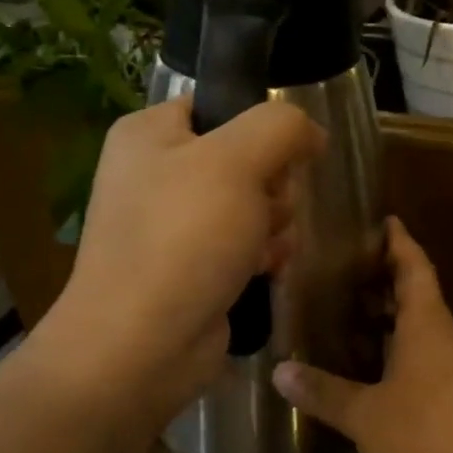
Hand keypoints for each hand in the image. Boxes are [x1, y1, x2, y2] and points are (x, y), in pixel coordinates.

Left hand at [28, 98, 324, 427]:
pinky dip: (262, 255)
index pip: (222, 106)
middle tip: (266, 211)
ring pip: (254, 204)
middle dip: (272, 187)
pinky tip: (264, 272)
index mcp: (151, 134)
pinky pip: (245, 243)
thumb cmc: (183, 240)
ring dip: (274, 224)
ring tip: (263, 249)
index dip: (262, 129)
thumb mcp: (237, 161)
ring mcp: (174, 225)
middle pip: (247, 158)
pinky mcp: (192, 266)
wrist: (141, 346)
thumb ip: (281, 127)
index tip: (282, 159)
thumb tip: (311, 132)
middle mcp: (157, 173)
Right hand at [273, 218, 452, 452]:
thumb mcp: (367, 415)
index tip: (386, 220)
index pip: (414, 266)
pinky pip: (426, 356)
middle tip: (347, 268)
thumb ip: (325, 392)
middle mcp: (445, 336)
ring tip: (351, 312)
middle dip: (387, 278)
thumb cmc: (429, 434)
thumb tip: (279, 371)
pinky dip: (399, 349)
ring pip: (421, 327)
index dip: (400, 241)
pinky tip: (375, 366)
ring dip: (392, 316)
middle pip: (418, 293)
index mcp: (426, 323)